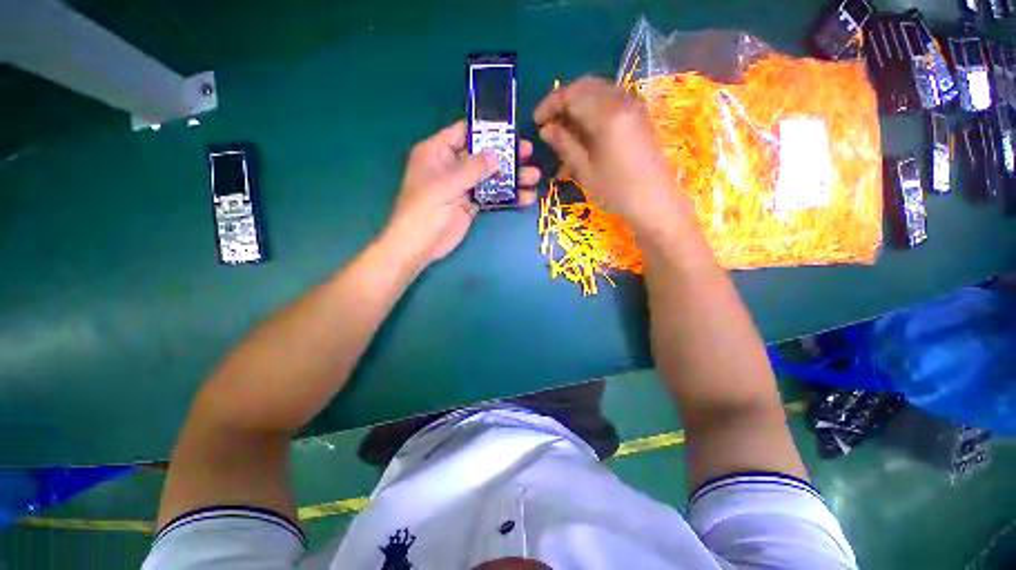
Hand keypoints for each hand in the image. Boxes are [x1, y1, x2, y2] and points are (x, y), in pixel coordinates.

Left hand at [383, 120, 539, 267]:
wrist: (419, 246)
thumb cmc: (425, 210)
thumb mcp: (446, 185)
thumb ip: (472, 169)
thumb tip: (497, 156)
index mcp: (438, 152)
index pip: (463, 133)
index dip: (486, 130)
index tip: (510, 130)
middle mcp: (451, 166)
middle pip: (482, 155)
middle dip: (505, 155)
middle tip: (528, 153)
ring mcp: (462, 187)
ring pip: (490, 177)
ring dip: (511, 178)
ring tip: (533, 177)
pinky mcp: (471, 205)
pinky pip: (491, 197)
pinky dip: (507, 197)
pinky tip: (525, 198)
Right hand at [534, 77, 690, 235]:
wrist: (655, 202)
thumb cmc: (617, 191)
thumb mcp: (585, 170)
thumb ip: (564, 145)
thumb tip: (546, 129)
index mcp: (607, 114)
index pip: (572, 94)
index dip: (550, 104)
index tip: (536, 121)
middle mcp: (621, 101)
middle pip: (585, 87)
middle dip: (563, 102)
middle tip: (548, 124)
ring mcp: (633, 107)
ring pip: (597, 94)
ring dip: (577, 108)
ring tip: (563, 133)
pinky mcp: (637, 117)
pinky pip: (609, 104)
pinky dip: (592, 113)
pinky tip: (582, 135)